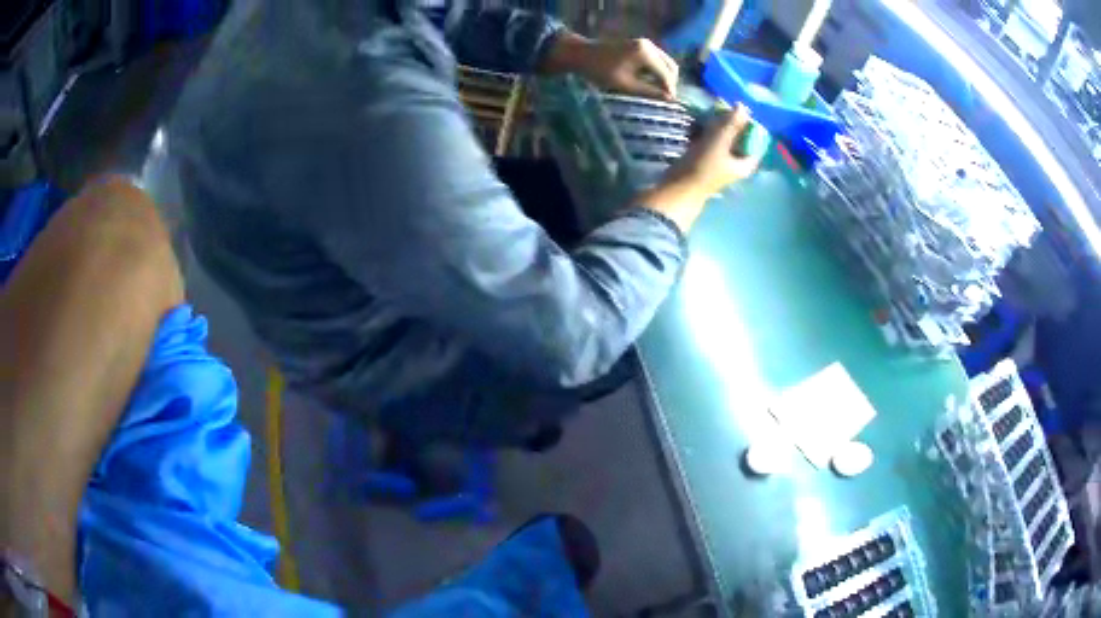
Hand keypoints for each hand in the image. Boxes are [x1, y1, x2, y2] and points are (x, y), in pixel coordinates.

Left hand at [541, 34, 678, 100]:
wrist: (581, 54)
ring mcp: (645, 44)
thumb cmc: (600, 70)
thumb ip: (649, 92)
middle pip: (671, 67)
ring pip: (665, 63)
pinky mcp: (640, 45)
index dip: (671, 90)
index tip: (671, 104)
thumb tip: (670, 100)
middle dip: (670, 82)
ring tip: (656, 92)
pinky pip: (657, 60)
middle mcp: (649, 46)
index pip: (667, 75)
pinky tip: (649, 82)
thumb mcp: (625, 85)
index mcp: (646, 54)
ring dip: (664, 77)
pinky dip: (657, 71)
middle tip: (665, 99)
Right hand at [666, 105, 760, 198]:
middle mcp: (735, 162)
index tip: (735, 111)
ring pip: (719, 137)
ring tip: (698, 119)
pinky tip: (691, 129)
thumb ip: (732, 124)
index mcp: (745, 162)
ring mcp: (718, 160)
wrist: (676, 188)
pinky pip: (706, 141)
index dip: (747, 123)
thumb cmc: (702, 167)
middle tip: (713, 112)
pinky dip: (700, 133)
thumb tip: (744, 106)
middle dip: (724, 123)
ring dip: (709, 126)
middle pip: (736, 136)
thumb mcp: (719, 142)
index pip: (754, 139)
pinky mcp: (703, 159)